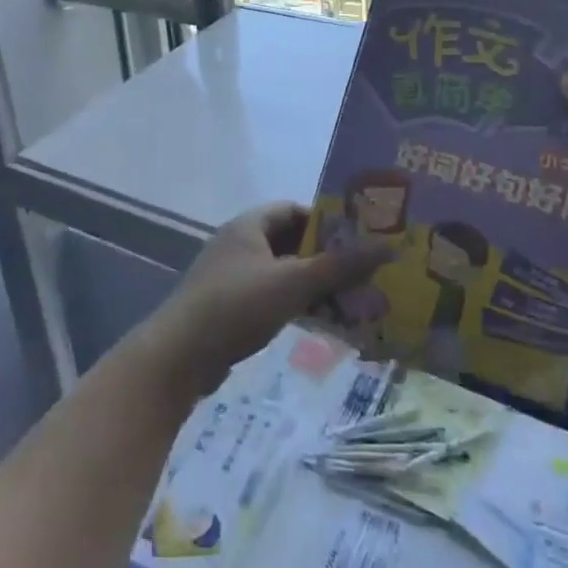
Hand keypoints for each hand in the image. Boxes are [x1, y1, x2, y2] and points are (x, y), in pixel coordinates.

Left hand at [140, 203, 389, 394]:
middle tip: (365, 277)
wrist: (179, 357)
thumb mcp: (293, 283)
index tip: (359, 239)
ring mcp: (234, 278)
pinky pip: (274, 299)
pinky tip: (326, 326)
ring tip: (356, 305)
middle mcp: (240, 245)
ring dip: (318, 288)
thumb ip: (340, 265)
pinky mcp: (232, 310)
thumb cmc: (236, 306)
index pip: (294, 210)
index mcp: (249, 226)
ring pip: (286, 275)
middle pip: (293, 244)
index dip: (327, 221)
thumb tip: (389, 246)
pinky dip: (299, 307)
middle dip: (328, 260)